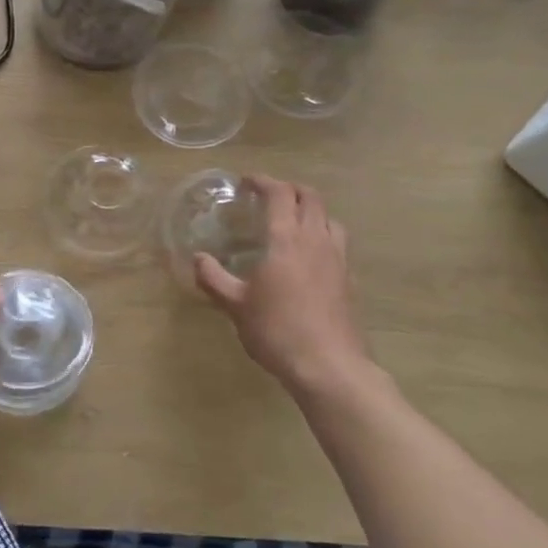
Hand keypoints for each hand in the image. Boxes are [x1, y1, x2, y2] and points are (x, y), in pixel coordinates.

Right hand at [195, 175, 381, 401]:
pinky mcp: (349, 279)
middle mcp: (315, 240)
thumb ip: (214, 278)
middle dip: (290, 189)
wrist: (328, 366)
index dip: (263, 181)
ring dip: (311, 210)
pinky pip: (338, 243)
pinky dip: (323, 236)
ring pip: (330, 218)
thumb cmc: (276, 330)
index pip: (279, 194)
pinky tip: (311, 257)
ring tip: (293, 222)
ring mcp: (337, 258)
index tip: (246, 182)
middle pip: (310, 197)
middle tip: (270, 195)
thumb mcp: (235, 306)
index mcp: (286, 239)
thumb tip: (198, 259)